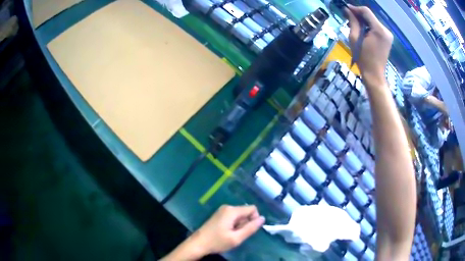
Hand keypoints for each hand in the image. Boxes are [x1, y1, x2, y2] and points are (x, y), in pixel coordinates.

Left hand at [192, 205, 264, 255]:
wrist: (198, 243)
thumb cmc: (217, 242)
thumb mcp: (236, 238)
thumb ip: (251, 228)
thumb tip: (263, 218)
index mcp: (232, 210)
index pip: (252, 209)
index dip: (254, 219)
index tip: (247, 231)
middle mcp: (227, 207)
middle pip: (246, 212)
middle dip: (246, 223)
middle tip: (237, 235)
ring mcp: (222, 210)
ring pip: (240, 215)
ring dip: (240, 225)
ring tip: (231, 235)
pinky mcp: (219, 215)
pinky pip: (233, 217)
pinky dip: (234, 225)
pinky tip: (227, 233)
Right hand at [344, 5, 392, 84]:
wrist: (375, 75)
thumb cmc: (363, 58)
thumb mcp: (355, 38)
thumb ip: (353, 22)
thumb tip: (348, 10)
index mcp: (379, 30)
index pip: (366, 11)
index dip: (355, 9)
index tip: (346, 9)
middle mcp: (386, 30)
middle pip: (370, 16)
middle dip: (359, 15)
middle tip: (349, 18)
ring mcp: (388, 35)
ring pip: (373, 21)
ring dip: (364, 21)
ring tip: (355, 25)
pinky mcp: (388, 39)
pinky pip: (377, 28)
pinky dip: (369, 27)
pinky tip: (363, 31)